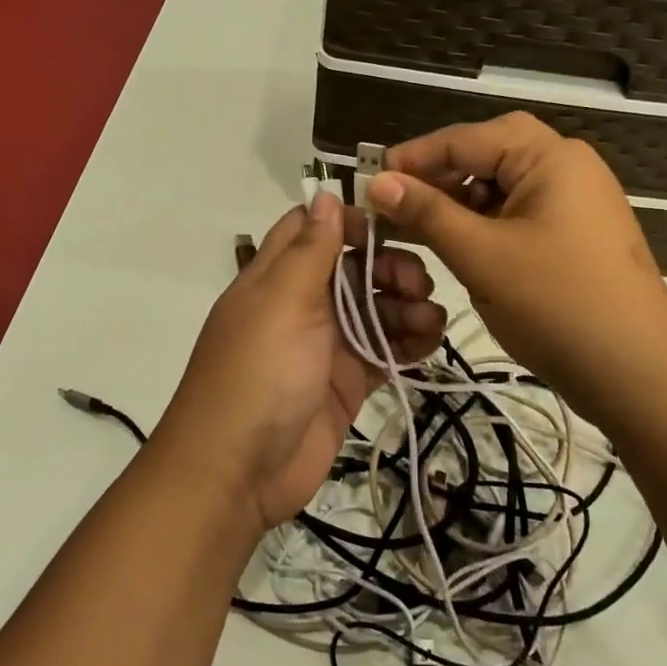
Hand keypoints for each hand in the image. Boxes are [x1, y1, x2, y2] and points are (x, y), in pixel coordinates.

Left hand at [158, 192, 446, 530]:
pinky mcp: (348, 381)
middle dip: (391, 268)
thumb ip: (310, 249)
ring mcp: (326, 344)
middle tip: (417, 284)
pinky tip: (428, 343)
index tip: (391, 228)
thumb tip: (325, 193)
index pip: (313, 229)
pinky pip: (385, 350)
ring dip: (407, 306)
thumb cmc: (258, 373)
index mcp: (277, 276)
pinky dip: (409, 343)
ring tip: (429, 321)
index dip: (351, 222)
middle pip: (355, 267)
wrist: (237, 471)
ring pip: (376, 308)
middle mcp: (302, 303)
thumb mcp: (282, 301)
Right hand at [355, 113, 666, 422]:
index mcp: (550, 157)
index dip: (415, 157)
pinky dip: (482, 227)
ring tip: (417, 230)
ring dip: (458, 204)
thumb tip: (377, 182)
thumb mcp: (481, 255)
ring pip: (500, 189)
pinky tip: (457, 250)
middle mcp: (566, 168)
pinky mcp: (572, 238)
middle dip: (439, 178)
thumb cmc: (557, 303)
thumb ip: (427, 213)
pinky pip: (516, 217)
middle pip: (487, 157)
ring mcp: (573, 204)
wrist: (639, 374)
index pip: (467, 138)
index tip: (369, 181)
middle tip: (395, 204)